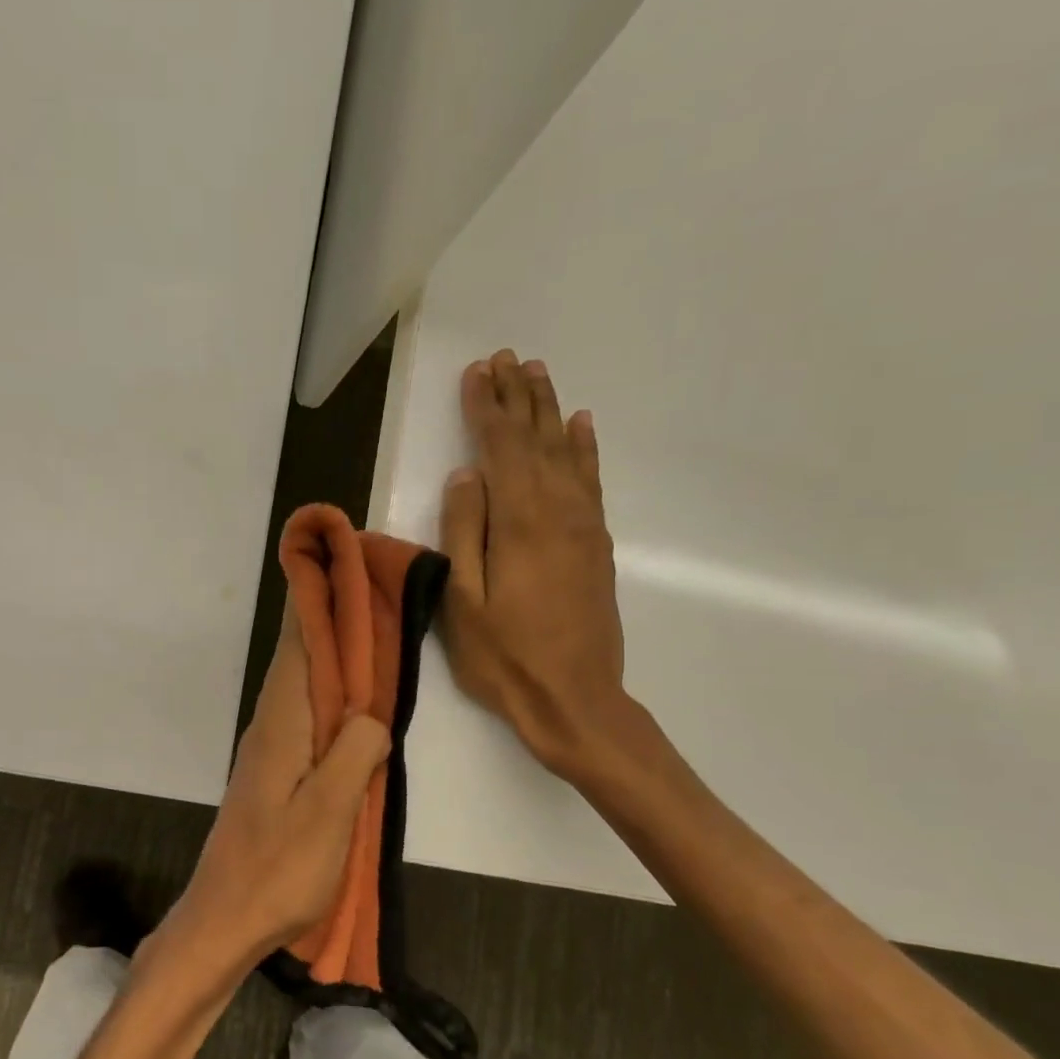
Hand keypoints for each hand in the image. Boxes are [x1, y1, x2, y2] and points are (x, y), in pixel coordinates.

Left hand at [164, 610, 389, 967]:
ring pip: (303, 684)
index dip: (313, 599)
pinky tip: (351, 700)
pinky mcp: (275, 772)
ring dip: (330, 652)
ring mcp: (270, 749)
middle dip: (327, 615)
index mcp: (281, 724)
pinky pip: (306, 715)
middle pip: (299, 656)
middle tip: (364, 579)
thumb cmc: (278, 869)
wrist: (225, 918)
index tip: (330, 554)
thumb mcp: (328, 815)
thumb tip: (371, 716)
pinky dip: (329, 692)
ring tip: (366, 623)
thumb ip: (353, 755)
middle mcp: (271, 725)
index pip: (297, 644)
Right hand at [438, 349, 637, 785]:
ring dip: (550, 411)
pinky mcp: (596, 545)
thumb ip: (464, 534)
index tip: (475, 374)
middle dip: (519, 397)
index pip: (500, 449)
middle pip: (536, 440)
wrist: (575, 700)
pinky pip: (591, 481)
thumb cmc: (506, 658)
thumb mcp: (463, 602)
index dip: (486, 409)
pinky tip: (581, 426)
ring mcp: (584, 527)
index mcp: (520, 524)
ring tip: (537, 374)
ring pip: (566, 452)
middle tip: (506, 358)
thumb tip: (465, 477)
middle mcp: (558, 512)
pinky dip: (584, 448)